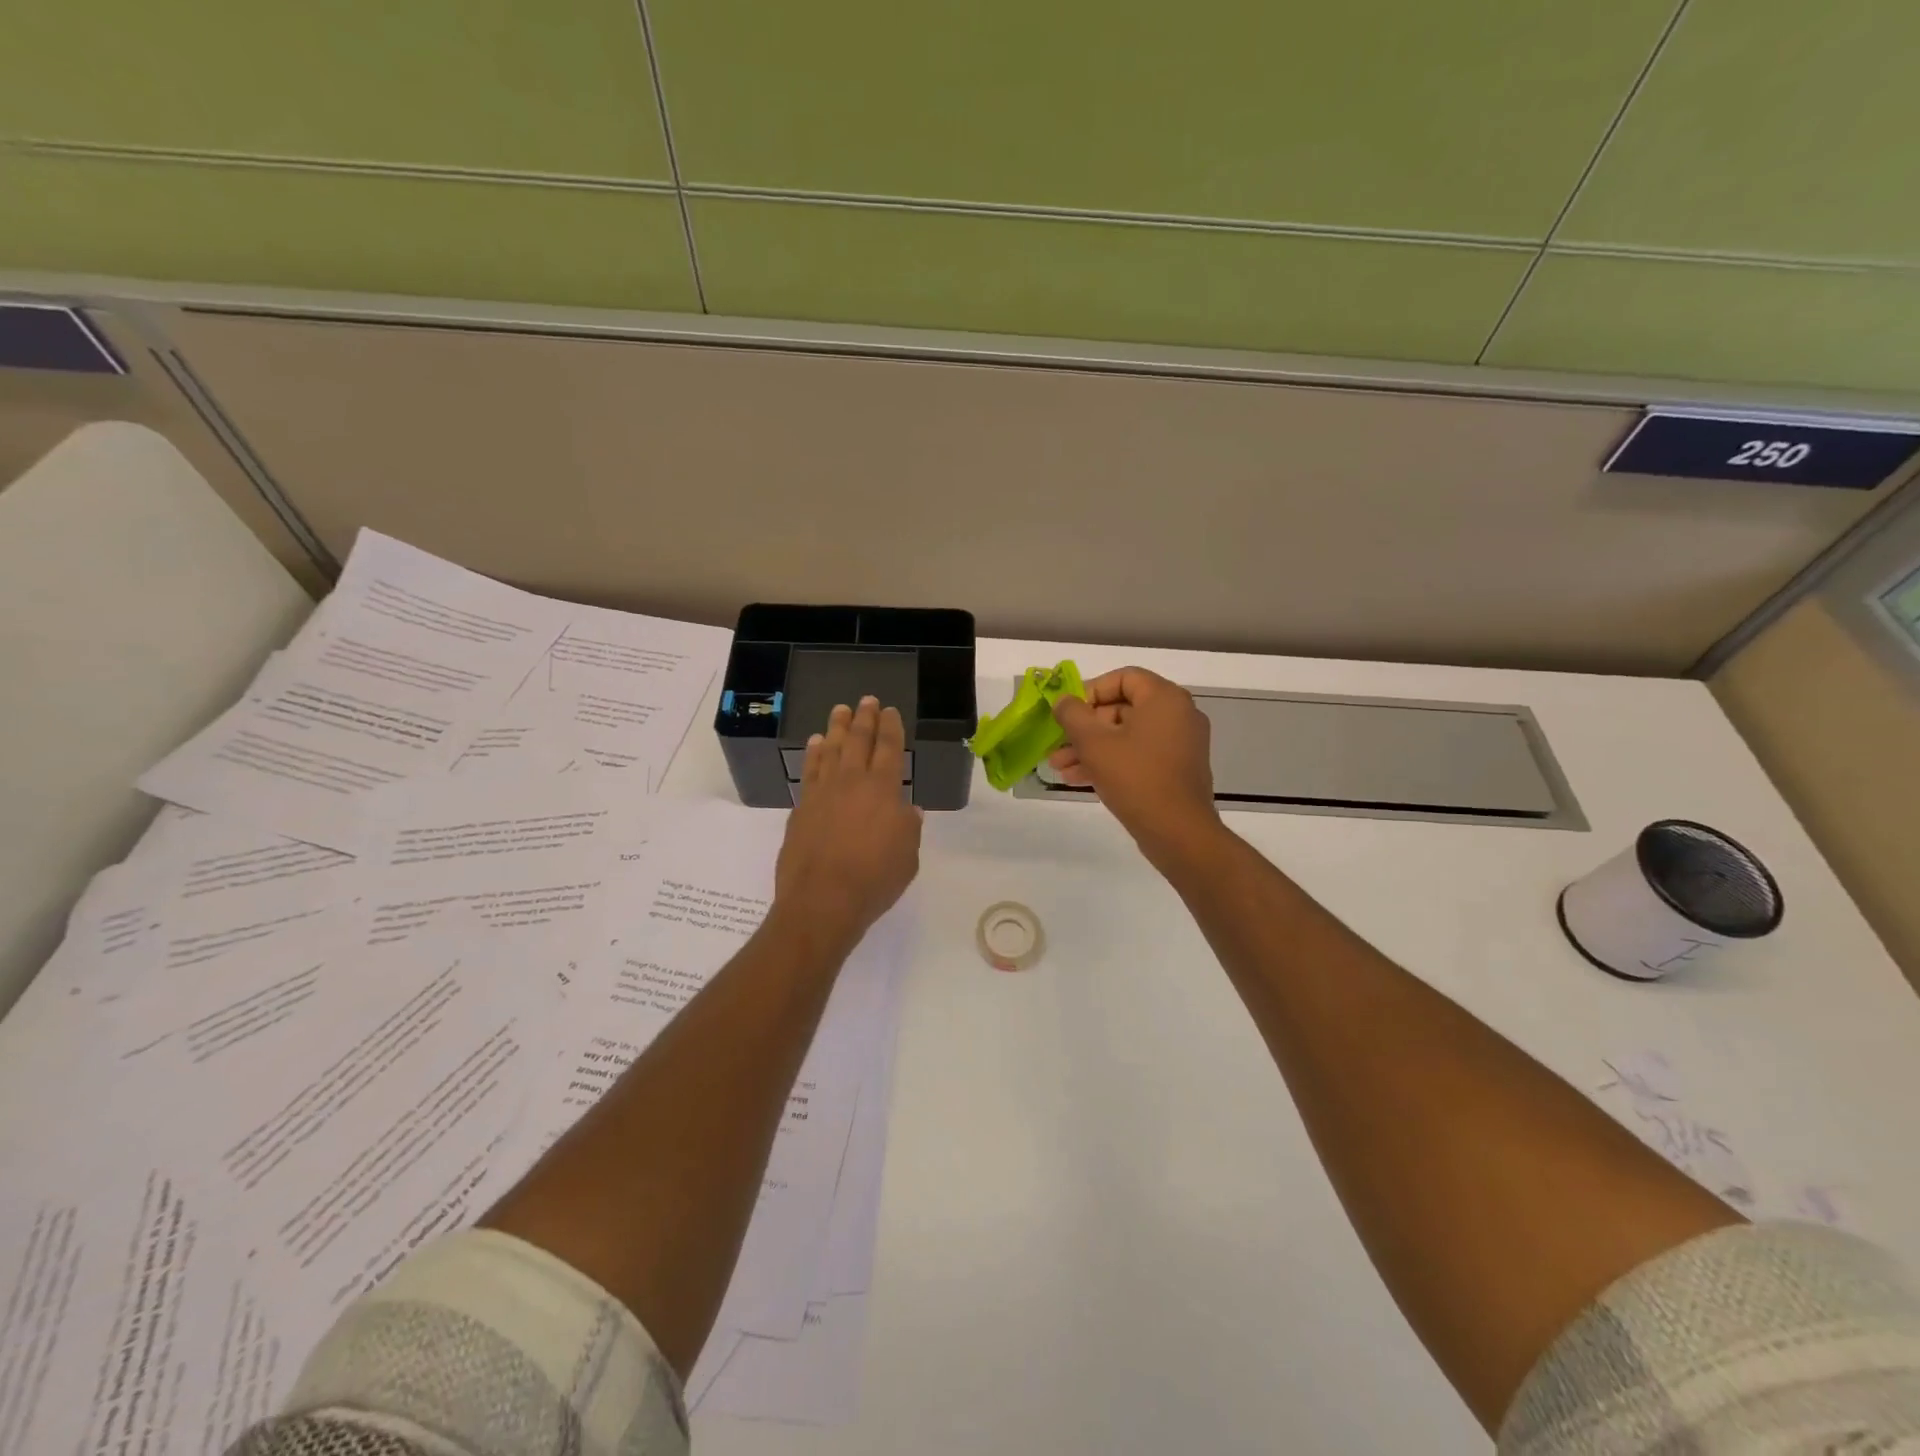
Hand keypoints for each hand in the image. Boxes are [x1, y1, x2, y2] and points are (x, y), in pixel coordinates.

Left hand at [774, 696, 922, 952]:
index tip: (890, 711)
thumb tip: (908, 809)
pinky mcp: (801, 807)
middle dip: (864, 718)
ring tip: (839, 710)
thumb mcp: (908, 856)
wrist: (822, 900)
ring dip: (836, 727)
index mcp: (884, 789)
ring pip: (830, 749)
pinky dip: (813, 754)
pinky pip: (809, 770)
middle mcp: (852, 781)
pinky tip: (814, 744)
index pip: (889, 748)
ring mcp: (822, 792)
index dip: (891, 727)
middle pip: (858, 740)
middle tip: (866, 700)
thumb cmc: (874, 879)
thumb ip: (909, 828)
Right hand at [1050, 667, 1222, 866]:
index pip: (1123, 677)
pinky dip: (1112, 761)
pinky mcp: (1177, 769)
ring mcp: (1180, 744)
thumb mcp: (1093, 743)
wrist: (1178, 832)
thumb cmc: (1135, 778)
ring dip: (1091, 748)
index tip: (1069, 713)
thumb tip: (1063, 701)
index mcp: (1165, 698)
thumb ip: (1072, 715)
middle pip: (1122, 708)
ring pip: (1127, 735)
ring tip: (1060, 768)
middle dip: (1084, 728)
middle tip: (1058, 745)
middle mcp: (1178, 714)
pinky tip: (1080, 779)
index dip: (1090, 691)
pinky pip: (1139, 755)